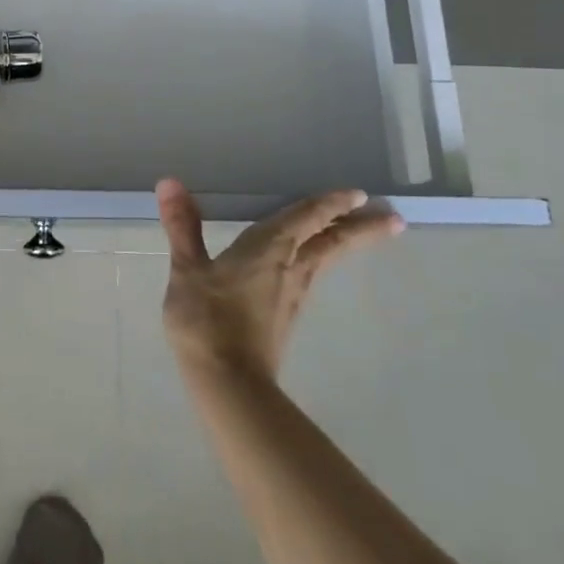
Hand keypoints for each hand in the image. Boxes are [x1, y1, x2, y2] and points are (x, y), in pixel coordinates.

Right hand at [156, 178, 403, 384]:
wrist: (228, 381)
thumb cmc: (207, 319)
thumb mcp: (188, 270)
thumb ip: (182, 226)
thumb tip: (170, 182)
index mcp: (269, 249)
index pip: (306, 218)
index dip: (330, 204)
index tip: (359, 193)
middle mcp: (290, 268)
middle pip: (332, 242)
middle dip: (361, 228)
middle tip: (393, 218)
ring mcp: (292, 295)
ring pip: (325, 260)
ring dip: (346, 243)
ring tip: (361, 232)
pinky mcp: (286, 315)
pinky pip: (312, 275)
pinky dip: (322, 260)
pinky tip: (312, 265)